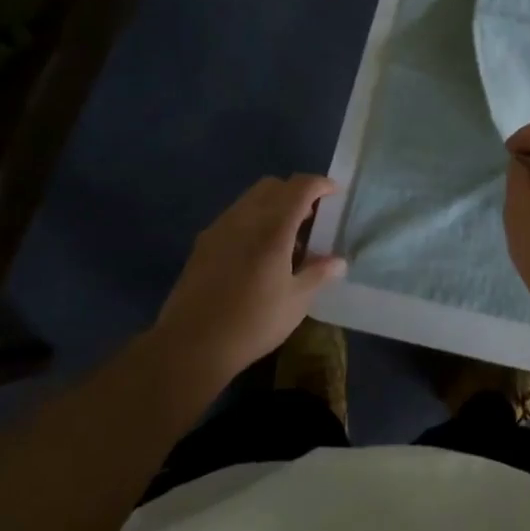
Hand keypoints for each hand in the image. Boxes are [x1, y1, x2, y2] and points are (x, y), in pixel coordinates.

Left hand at [157, 175, 347, 380]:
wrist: (190, 345)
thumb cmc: (252, 323)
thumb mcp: (296, 302)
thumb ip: (318, 274)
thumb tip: (339, 261)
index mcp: (273, 228)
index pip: (300, 187)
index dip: (320, 184)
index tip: (334, 194)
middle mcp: (244, 218)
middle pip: (272, 186)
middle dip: (295, 192)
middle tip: (310, 218)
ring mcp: (219, 229)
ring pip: (250, 199)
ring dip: (272, 206)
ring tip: (285, 239)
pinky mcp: (202, 244)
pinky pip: (234, 217)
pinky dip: (252, 220)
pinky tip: (257, 253)